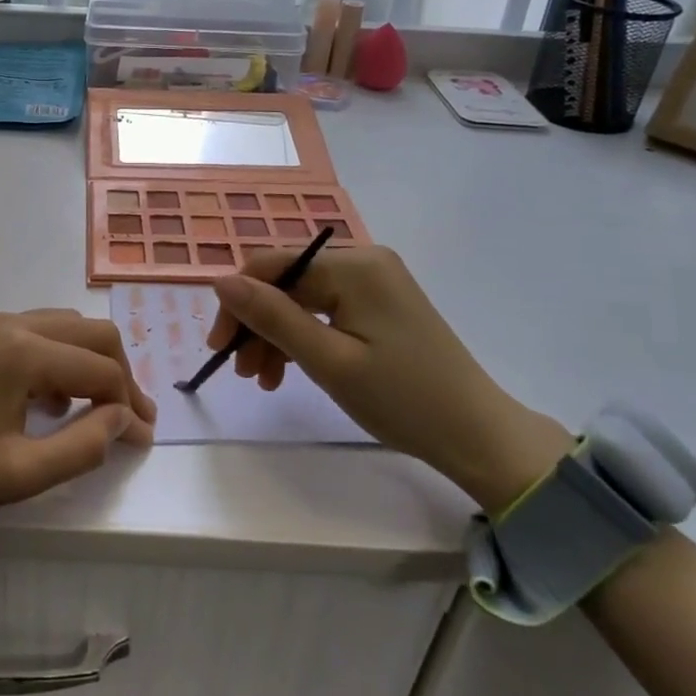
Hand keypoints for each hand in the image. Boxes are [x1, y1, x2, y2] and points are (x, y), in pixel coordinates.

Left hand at [0, 310, 155, 549]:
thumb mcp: (18, 474)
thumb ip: (83, 446)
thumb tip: (124, 419)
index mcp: (23, 351)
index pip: (101, 369)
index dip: (131, 404)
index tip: (144, 439)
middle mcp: (10, 321)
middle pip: (90, 331)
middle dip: (118, 372)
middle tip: (128, 417)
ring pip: (60, 325)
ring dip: (85, 360)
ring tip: (87, 410)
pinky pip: (29, 330)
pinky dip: (52, 356)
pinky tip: (41, 399)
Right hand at [206, 247, 572, 513]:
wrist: (477, 434)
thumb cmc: (402, 399)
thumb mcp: (328, 361)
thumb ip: (272, 317)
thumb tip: (220, 280)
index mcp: (354, 266)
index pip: (272, 265)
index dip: (238, 301)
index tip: (218, 347)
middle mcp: (364, 261)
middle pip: (288, 282)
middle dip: (258, 324)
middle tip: (244, 374)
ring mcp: (375, 283)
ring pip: (303, 299)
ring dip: (277, 336)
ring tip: (265, 381)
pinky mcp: (382, 305)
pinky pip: (327, 311)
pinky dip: (304, 338)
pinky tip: (291, 370)